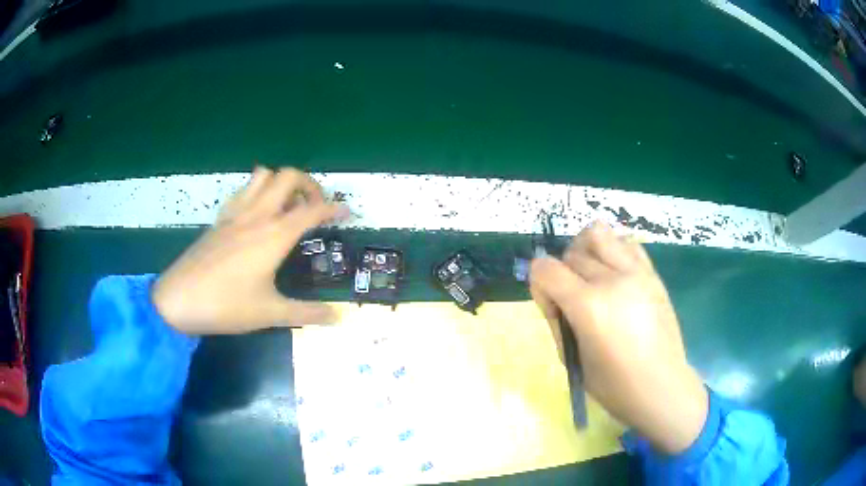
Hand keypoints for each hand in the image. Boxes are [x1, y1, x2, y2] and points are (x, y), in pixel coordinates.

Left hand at [152, 167, 346, 334]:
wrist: (178, 300)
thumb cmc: (226, 306)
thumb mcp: (270, 314)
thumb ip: (307, 314)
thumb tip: (339, 318)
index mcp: (274, 235)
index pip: (312, 209)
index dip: (334, 207)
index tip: (347, 212)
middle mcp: (257, 215)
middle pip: (288, 176)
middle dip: (309, 184)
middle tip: (314, 207)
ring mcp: (235, 213)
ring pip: (263, 175)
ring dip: (281, 182)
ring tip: (287, 206)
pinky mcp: (219, 219)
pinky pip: (243, 190)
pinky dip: (258, 190)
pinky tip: (258, 214)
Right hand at [530, 222, 707, 454]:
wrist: (661, 386)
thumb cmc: (614, 385)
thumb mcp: (572, 360)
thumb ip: (557, 321)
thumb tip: (553, 296)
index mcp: (588, 306)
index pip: (545, 268)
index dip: (539, 284)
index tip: (552, 307)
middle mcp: (611, 279)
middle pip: (571, 254)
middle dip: (563, 273)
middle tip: (573, 301)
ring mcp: (636, 271)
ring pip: (598, 233)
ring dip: (586, 250)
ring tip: (592, 275)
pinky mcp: (652, 273)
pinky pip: (626, 242)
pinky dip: (613, 249)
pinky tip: (615, 274)